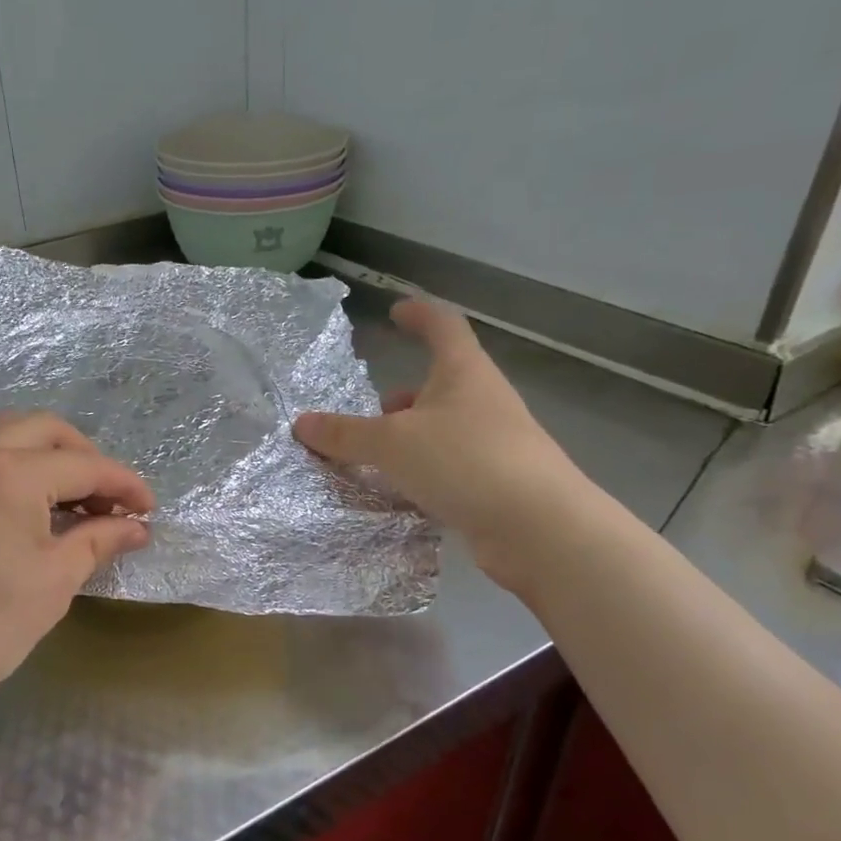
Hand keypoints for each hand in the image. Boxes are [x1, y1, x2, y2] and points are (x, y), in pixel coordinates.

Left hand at [0, 411, 154, 712]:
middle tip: (110, 501)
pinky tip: (29, 507)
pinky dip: (15, 465)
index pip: (83, 464)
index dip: (124, 484)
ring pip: (9, 434)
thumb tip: (136, 526)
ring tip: (73, 503)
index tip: (150, 509)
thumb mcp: (53, 583)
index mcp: (8, 471)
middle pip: (46, 430)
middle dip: (87, 458)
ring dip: (49, 457)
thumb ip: (99, 541)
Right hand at [293, 299, 591, 587]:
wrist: (540, 529)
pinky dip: (423, 471)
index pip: (443, 326)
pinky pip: (450, 466)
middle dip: (406, 393)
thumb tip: (301, 423)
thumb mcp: (392, 443)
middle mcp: (483, 402)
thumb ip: (345, 433)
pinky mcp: (495, 483)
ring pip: (444, 428)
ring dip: (412, 435)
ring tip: (376, 456)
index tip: (396, 311)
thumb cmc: (465, 462)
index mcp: (464, 373)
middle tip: (373, 409)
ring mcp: (495, 444)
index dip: (419, 315)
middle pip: (443, 383)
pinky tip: (400, 491)